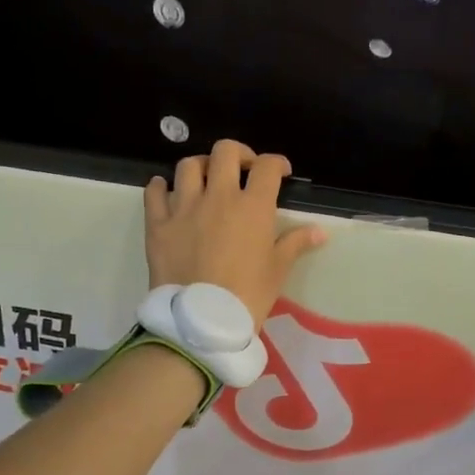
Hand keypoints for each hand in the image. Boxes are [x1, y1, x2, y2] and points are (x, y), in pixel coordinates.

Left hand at [143, 141, 327, 326]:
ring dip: (201, 166)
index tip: (280, 173)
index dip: (277, 163)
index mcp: (253, 207)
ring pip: (189, 166)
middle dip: (238, 154)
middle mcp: (218, 197)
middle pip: (225, 152)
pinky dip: (160, 187)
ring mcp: (184, 208)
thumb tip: (319, 232)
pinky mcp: (158, 224)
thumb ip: (295, 243)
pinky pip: (154, 192)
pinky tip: (166, 192)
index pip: (267, 167)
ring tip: (206, 179)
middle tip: (243, 170)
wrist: (201, 322)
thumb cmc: (247, 296)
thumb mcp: (277, 271)